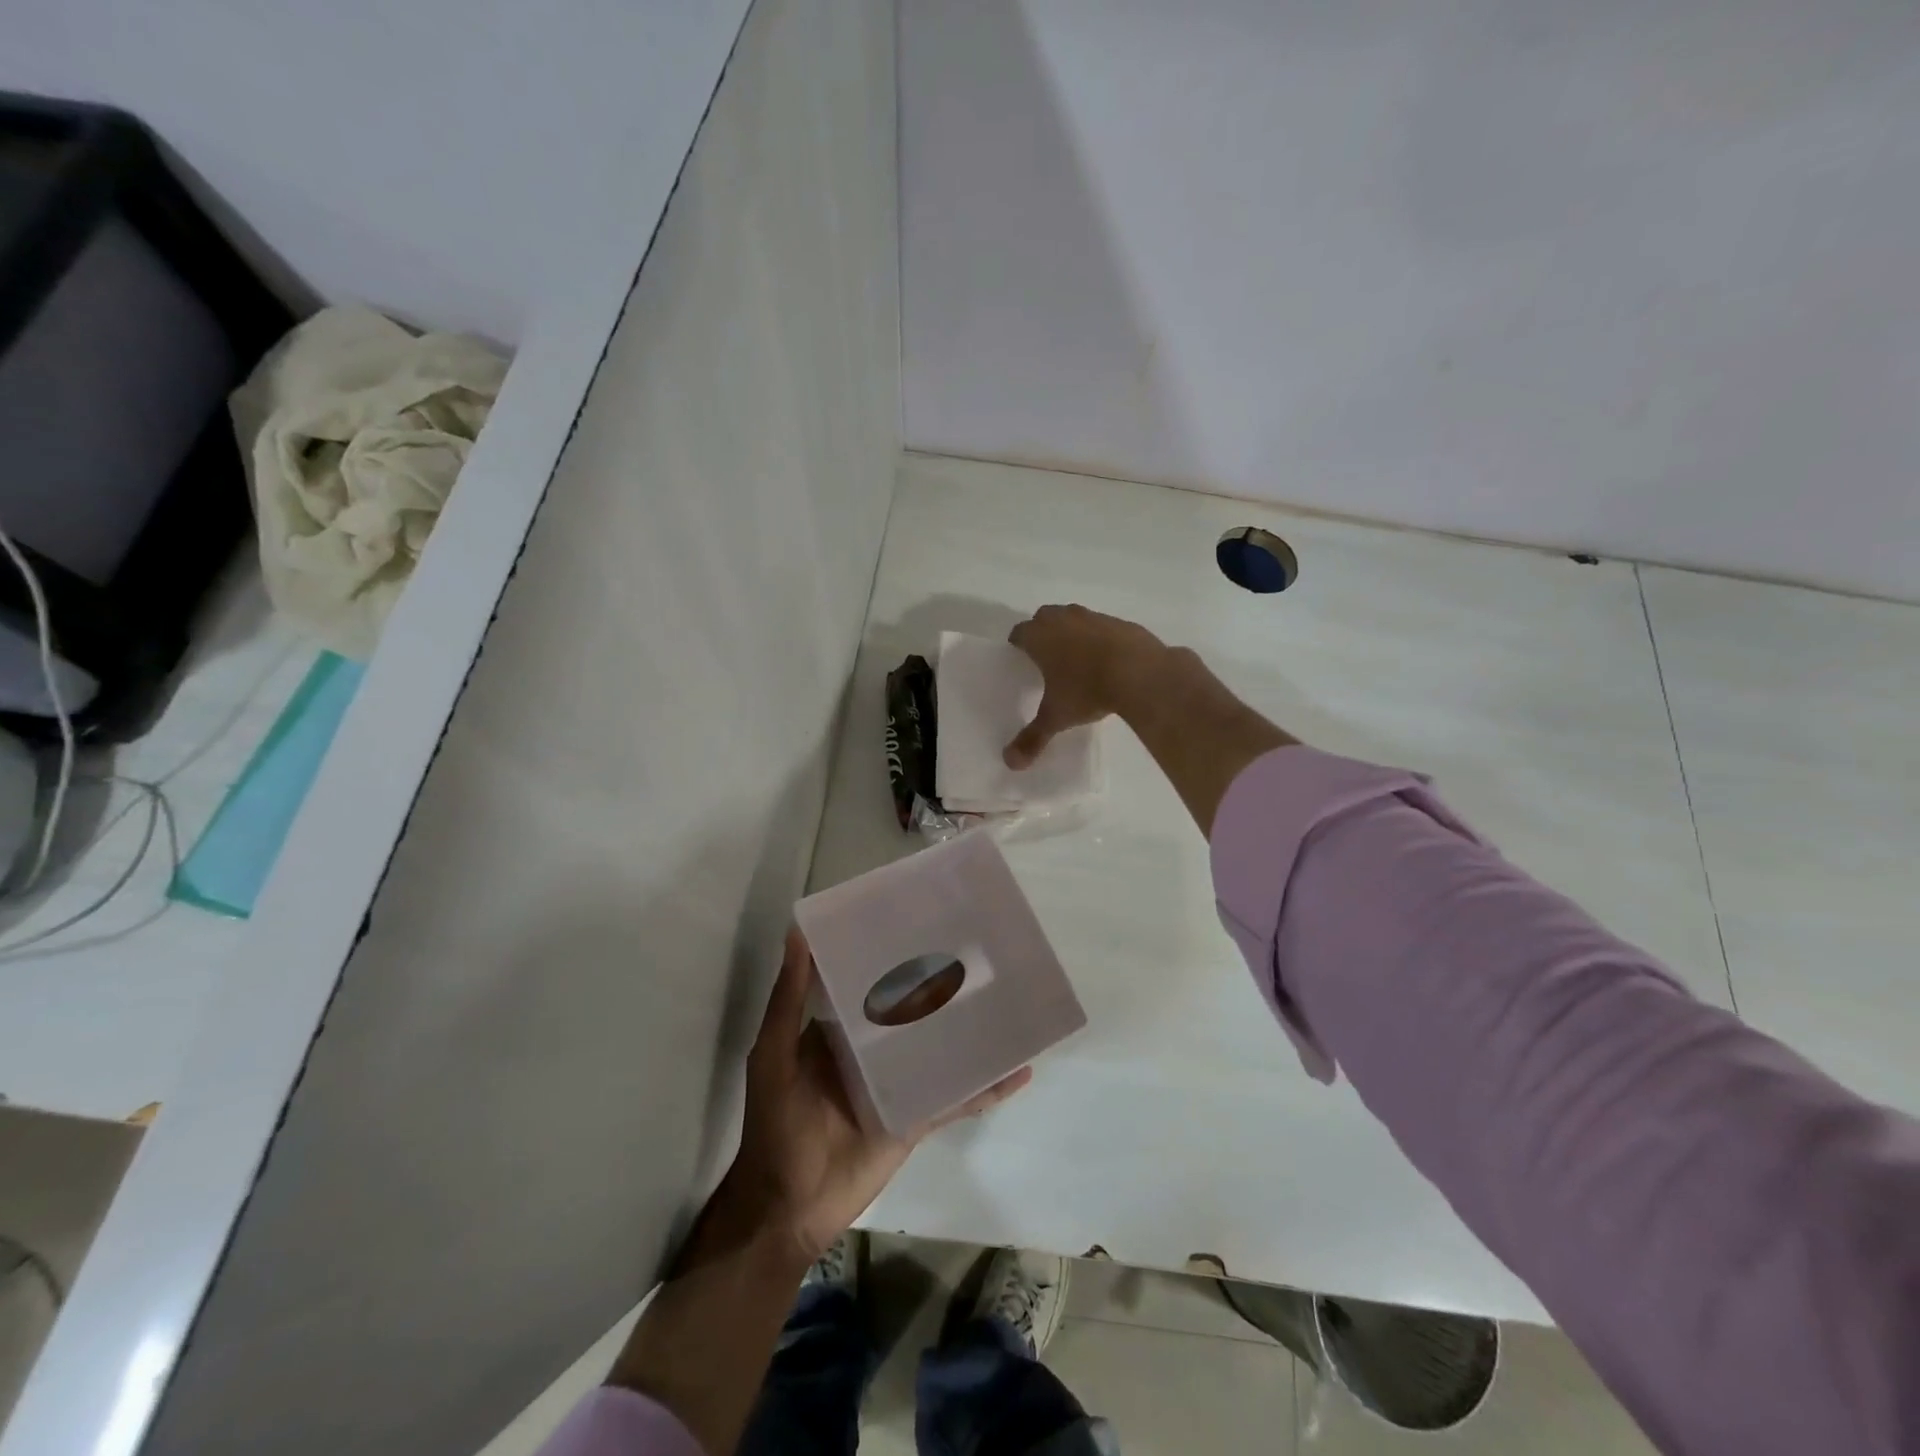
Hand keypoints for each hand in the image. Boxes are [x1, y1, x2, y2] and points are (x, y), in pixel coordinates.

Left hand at [720, 929, 1030, 1261]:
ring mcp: (901, 1082)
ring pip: (943, 1046)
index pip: (871, 979)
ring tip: (1011, 995)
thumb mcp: (774, 1053)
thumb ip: (789, 998)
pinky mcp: (919, 1116)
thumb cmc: (776, 1122)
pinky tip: (1020, 1068)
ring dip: (972, 1028)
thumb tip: (798, 933)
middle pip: (915, 1009)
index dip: (892, 951)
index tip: (922, 917)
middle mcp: (874, 1048)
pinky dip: (988, 1085)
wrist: (789, 1208)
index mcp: (841, 1027)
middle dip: (941, 982)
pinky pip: (959, 1096)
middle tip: (980, 947)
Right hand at [1004, 605, 1166, 768]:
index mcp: (1040, 637)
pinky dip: (1100, 639)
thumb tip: (1010, 763)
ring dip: (1072, 632)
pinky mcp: (1121, 623)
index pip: (1019, 632)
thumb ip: (1032, 738)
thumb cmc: (1086, 690)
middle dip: (1043, 632)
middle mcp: (1064, 619)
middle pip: (1044, 617)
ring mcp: (1094, 618)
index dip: (1017, 644)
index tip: (1020, 657)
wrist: (1140, 673)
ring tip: (1077, 659)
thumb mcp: (1057, 718)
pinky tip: (1108, 660)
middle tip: (1046, 657)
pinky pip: (1103, 627)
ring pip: (1074, 618)